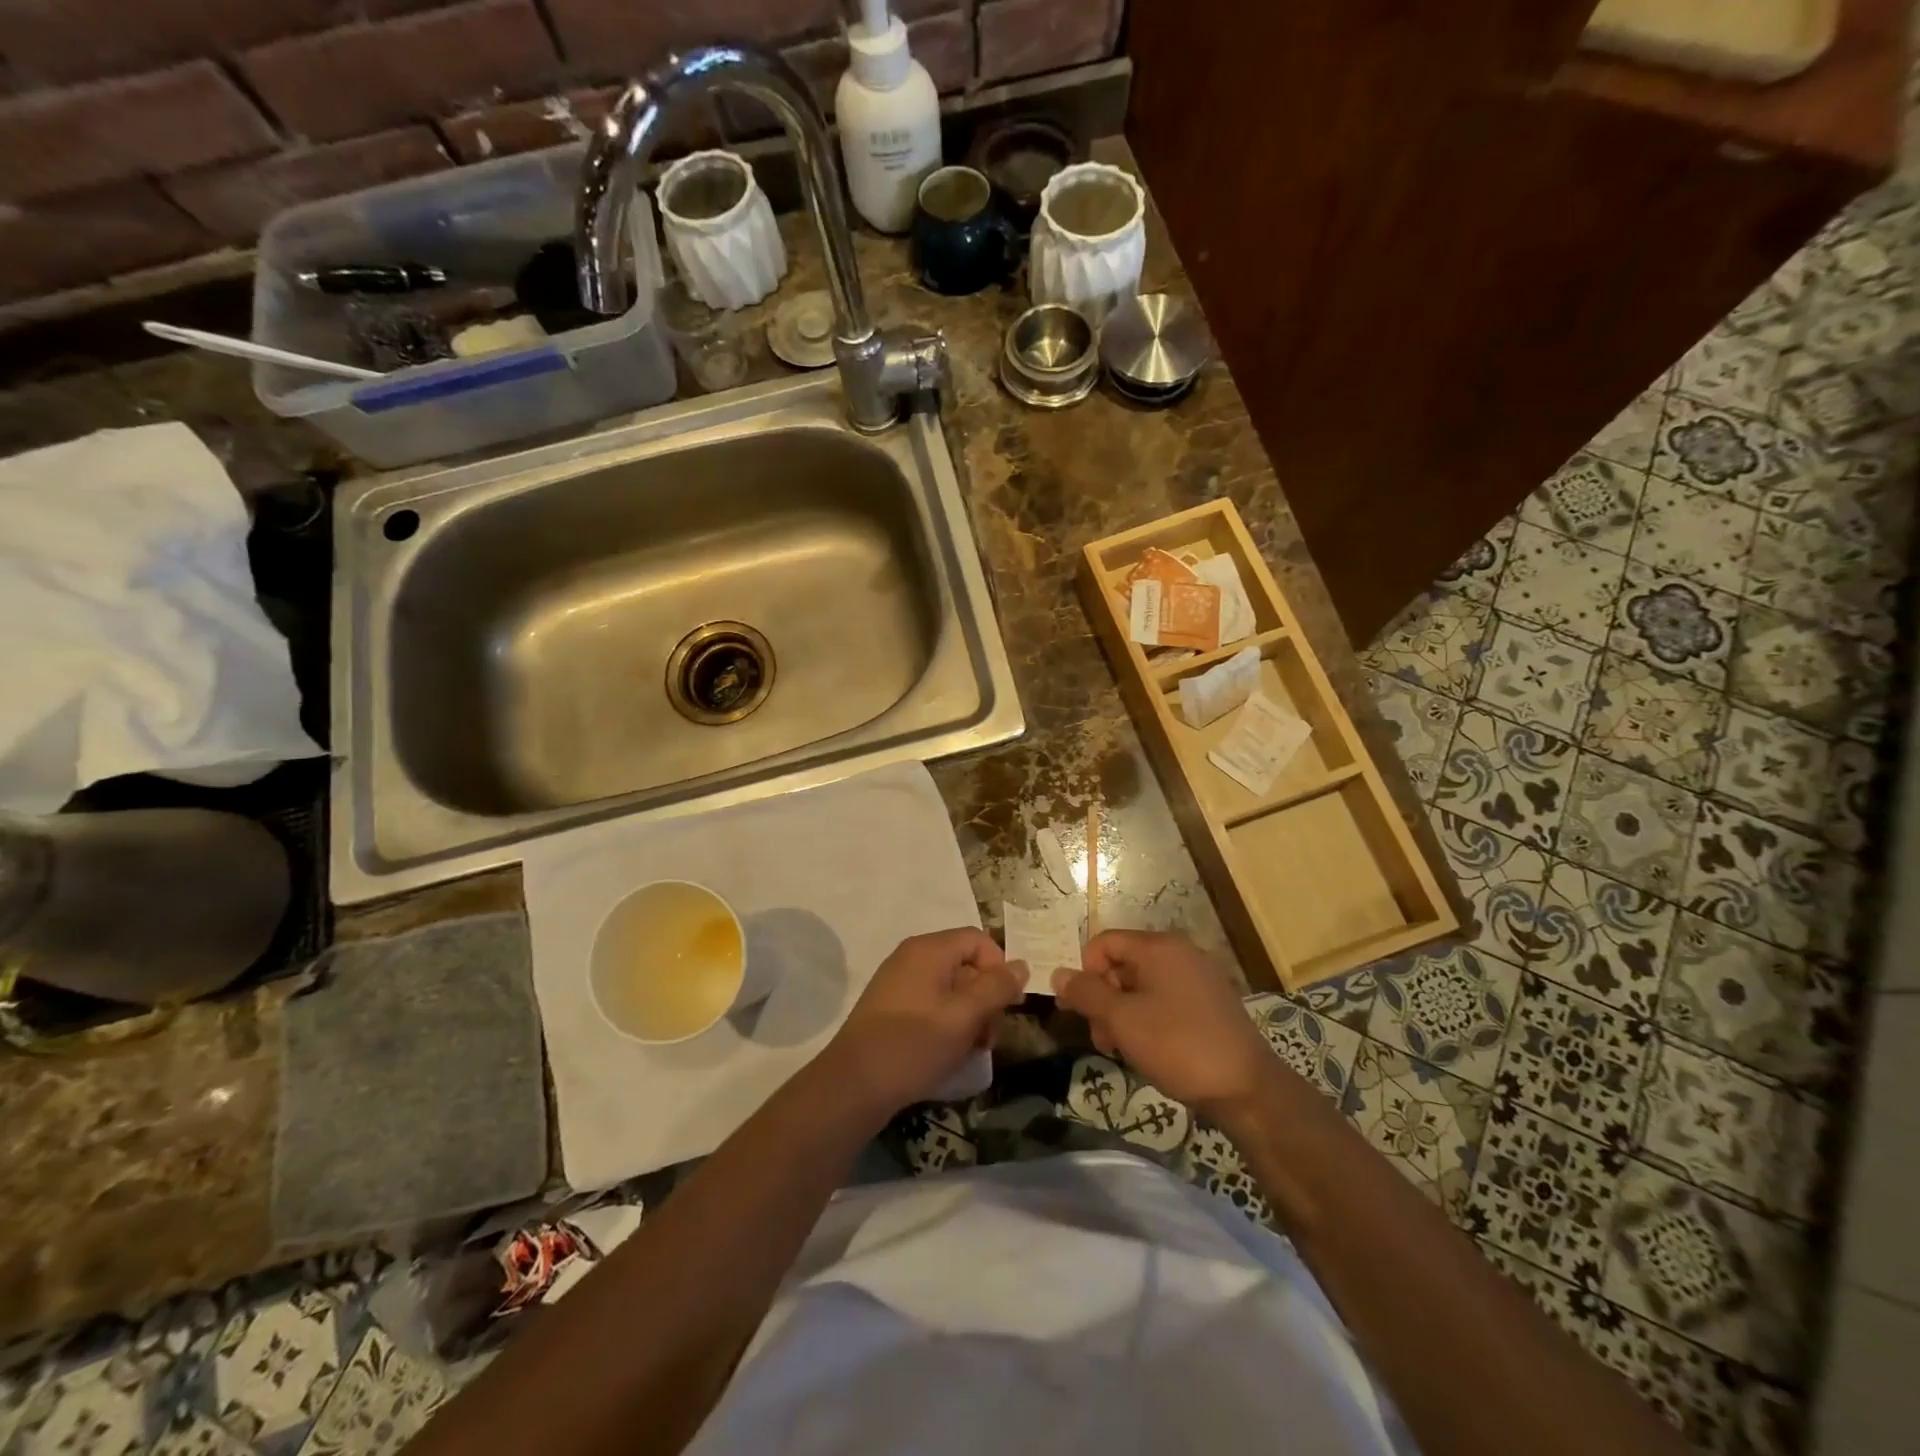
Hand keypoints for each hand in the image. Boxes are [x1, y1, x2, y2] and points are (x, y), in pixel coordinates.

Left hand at [823, 928, 1027, 1116]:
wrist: (853, 1085)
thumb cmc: (914, 1045)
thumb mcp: (964, 1017)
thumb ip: (996, 988)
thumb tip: (1021, 965)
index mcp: (929, 949)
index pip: (979, 940)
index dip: (999, 968)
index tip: (1007, 1006)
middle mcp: (912, 956)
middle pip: (965, 964)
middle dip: (985, 998)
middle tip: (988, 1038)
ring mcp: (898, 981)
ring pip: (950, 988)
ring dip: (969, 1016)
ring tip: (970, 1051)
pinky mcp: (890, 1007)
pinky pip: (931, 1003)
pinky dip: (947, 1023)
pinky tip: (947, 1053)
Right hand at [1053, 931, 1273, 1119]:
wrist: (1247, 1090)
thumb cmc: (1178, 1046)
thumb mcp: (1122, 1020)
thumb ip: (1086, 993)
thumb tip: (1058, 973)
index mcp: (1159, 948)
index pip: (1104, 943)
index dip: (1084, 972)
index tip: (1079, 1010)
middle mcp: (1180, 953)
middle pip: (1123, 963)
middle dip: (1103, 998)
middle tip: (1101, 1038)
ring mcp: (1199, 978)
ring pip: (1143, 985)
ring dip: (1123, 1013)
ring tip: (1122, 1050)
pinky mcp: (1211, 1004)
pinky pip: (1166, 1000)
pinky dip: (1148, 1019)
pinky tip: (1149, 1050)